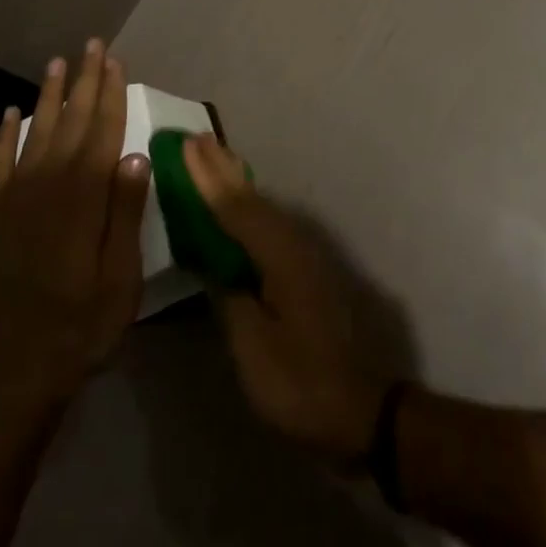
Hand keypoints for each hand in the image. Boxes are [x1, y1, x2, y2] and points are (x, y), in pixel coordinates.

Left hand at [0, 41, 148, 546]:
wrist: (12, 375)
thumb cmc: (81, 328)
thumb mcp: (121, 279)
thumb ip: (126, 214)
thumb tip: (136, 156)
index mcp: (84, 198)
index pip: (103, 132)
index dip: (111, 94)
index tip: (116, 61)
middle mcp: (48, 186)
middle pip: (71, 122)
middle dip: (85, 82)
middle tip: (92, 45)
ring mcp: (15, 199)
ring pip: (36, 132)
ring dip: (50, 96)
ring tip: (59, 63)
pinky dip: (5, 135)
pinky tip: (13, 113)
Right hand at [184, 134, 390, 463]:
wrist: (358, 409)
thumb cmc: (300, 383)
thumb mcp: (253, 349)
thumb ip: (230, 298)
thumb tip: (214, 264)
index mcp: (280, 256)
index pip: (235, 208)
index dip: (208, 177)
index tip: (187, 145)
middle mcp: (293, 244)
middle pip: (251, 198)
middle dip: (221, 168)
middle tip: (195, 137)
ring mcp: (302, 255)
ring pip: (261, 207)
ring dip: (233, 181)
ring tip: (211, 157)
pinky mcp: (303, 270)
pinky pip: (268, 224)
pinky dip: (246, 206)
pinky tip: (237, 205)